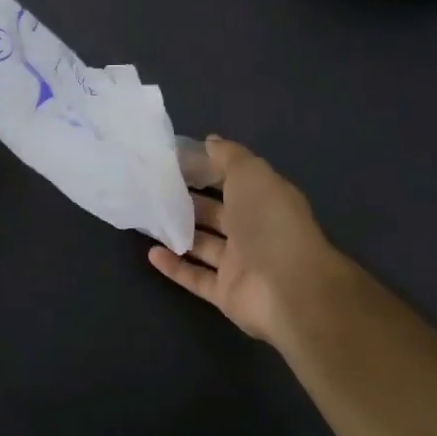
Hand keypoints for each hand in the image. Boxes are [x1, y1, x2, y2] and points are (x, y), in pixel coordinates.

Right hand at [148, 137, 335, 348]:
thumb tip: (210, 141)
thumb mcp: (251, 174)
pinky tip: (151, 253)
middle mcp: (253, 231)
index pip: (232, 181)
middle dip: (188, 201)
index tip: (174, 162)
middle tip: (153, 190)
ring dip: (178, 233)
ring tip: (147, 218)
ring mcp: (240, 265)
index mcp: (263, 201)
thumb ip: (229, 156)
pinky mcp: (226, 294)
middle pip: (215, 213)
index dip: (207, 170)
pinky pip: (196, 277)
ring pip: (203, 245)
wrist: (289, 289)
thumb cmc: (269, 222)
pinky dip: (174, 267)